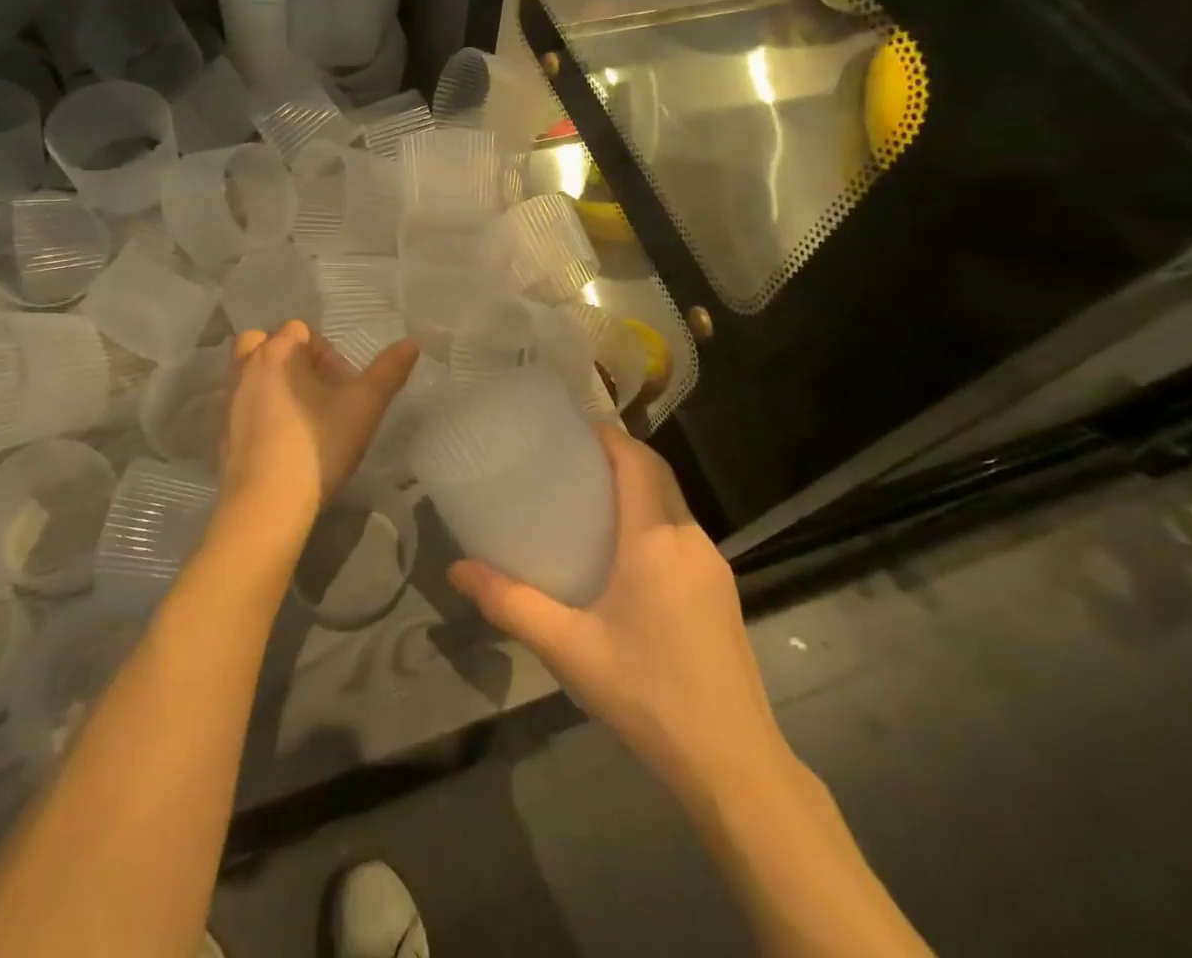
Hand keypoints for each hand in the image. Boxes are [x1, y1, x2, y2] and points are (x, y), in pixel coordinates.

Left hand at [217, 321, 420, 526]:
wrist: (266, 504)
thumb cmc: (318, 445)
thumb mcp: (365, 406)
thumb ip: (389, 371)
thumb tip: (412, 342)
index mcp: (277, 352)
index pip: (299, 330)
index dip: (325, 352)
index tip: (341, 385)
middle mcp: (244, 367)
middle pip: (264, 343)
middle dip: (289, 359)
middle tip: (315, 392)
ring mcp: (225, 399)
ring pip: (247, 372)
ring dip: (270, 382)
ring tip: (297, 415)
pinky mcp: (217, 431)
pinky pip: (237, 404)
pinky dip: (254, 410)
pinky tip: (276, 440)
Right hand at [448, 423, 793, 801]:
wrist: (734, 763)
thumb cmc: (647, 693)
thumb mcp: (569, 649)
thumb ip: (511, 603)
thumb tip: (458, 569)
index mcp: (654, 538)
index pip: (636, 459)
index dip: (607, 435)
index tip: (571, 429)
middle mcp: (689, 538)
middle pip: (657, 473)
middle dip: (620, 455)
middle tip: (572, 461)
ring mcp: (713, 565)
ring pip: (673, 502)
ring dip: (639, 487)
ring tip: (592, 501)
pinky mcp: (722, 591)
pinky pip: (683, 533)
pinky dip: (654, 519)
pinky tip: (627, 556)